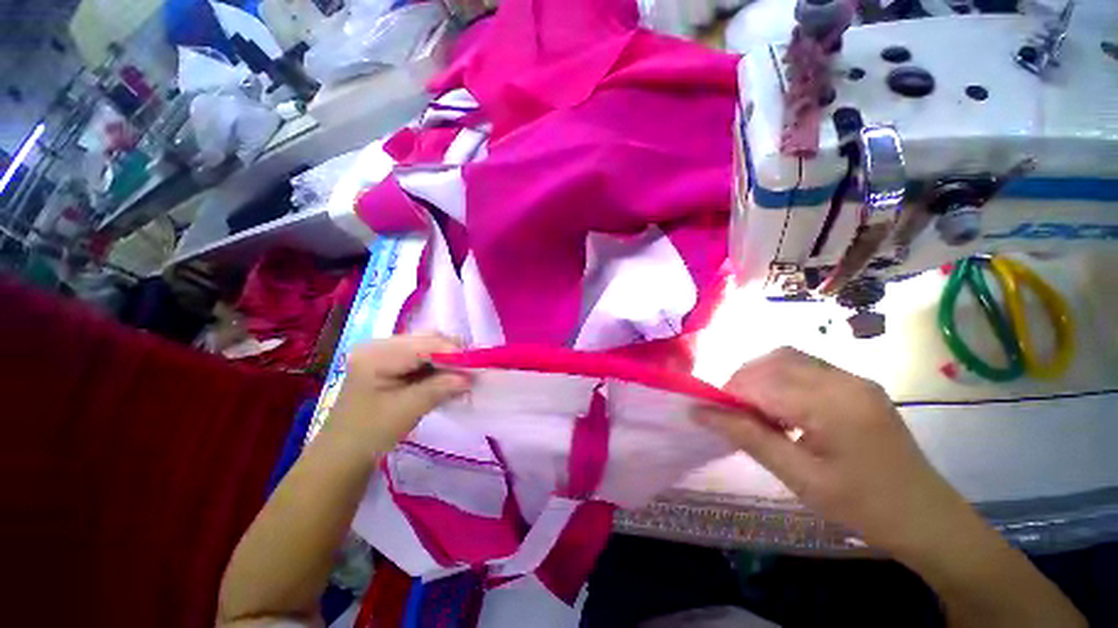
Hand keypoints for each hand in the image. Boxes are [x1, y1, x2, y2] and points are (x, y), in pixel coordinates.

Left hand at [323, 334, 470, 455]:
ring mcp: (385, 350)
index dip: (454, 353)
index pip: (425, 343)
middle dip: (453, 354)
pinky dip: (438, 365)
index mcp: (377, 354)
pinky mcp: (392, 360)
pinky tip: (447, 378)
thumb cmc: (370, 433)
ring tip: (461, 376)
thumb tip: (471, 377)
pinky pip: (423, 355)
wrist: (344, 452)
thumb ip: (440, 388)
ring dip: (447, 360)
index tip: (476, 368)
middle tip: (471, 373)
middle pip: (428, 339)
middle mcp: (380, 344)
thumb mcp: (407, 410)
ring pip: (429, 345)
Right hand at [694, 347, 971, 556]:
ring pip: (786, 358)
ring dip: (760, 377)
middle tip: (732, 414)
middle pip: (772, 362)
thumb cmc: (863, 506)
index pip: (761, 382)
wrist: (926, 517)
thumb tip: (699, 412)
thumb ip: (747, 437)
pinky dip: (780, 378)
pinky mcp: (856, 383)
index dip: (728, 394)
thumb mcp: (799, 478)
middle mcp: (844, 379)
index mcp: (833, 405)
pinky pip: (805, 366)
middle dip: (742, 382)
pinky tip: (782, 407)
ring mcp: (853, 378)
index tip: (712, 414)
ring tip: (755, 410)